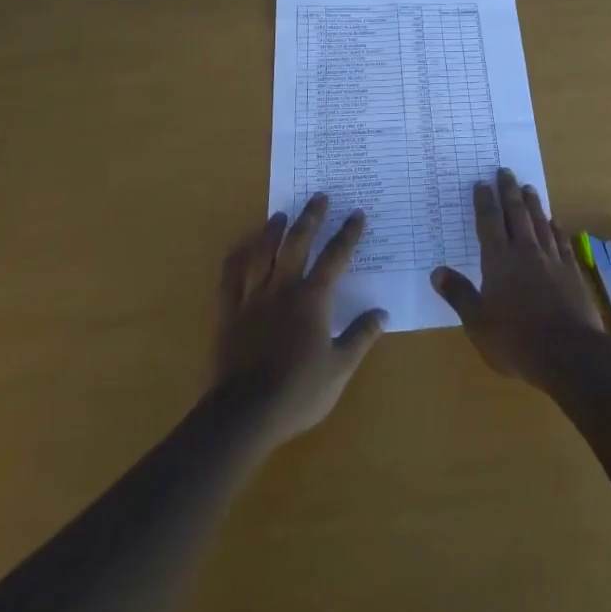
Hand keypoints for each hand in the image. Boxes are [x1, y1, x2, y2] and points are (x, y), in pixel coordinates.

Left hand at [213, 194, 386, 447]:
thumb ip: (360, 337)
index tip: (357, 214)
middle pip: (297, 244)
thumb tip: (382, 313)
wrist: (244, 414)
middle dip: (310, 218)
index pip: (335, 258)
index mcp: (312, 299)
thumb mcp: (339, 369)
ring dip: (273, 231)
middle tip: (319, 197)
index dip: (348, 234)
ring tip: (280, 214)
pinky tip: (239, 247)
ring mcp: (252, 298)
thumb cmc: (298, 392)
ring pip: (262, 254)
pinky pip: (230, 278)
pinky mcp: (228, 313)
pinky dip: (235, 258)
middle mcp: (283, 288)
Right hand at [430, 167, 608, 387]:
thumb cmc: (516, 341)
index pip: (489, 223)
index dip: (484, 202)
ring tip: (528, 187)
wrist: (570, 354)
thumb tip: (437, 271)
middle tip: (505, 171)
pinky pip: (561, 242)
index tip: (482, 182)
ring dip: (533, 203)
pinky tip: (555, 222)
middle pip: (516, 214)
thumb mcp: (478, 323)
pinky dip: (556, 228)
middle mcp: (525, 252)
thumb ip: (459, 295)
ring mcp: (551, 259)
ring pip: (540, 222)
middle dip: (509, 191)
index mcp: (499, 261)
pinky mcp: (572, 272)